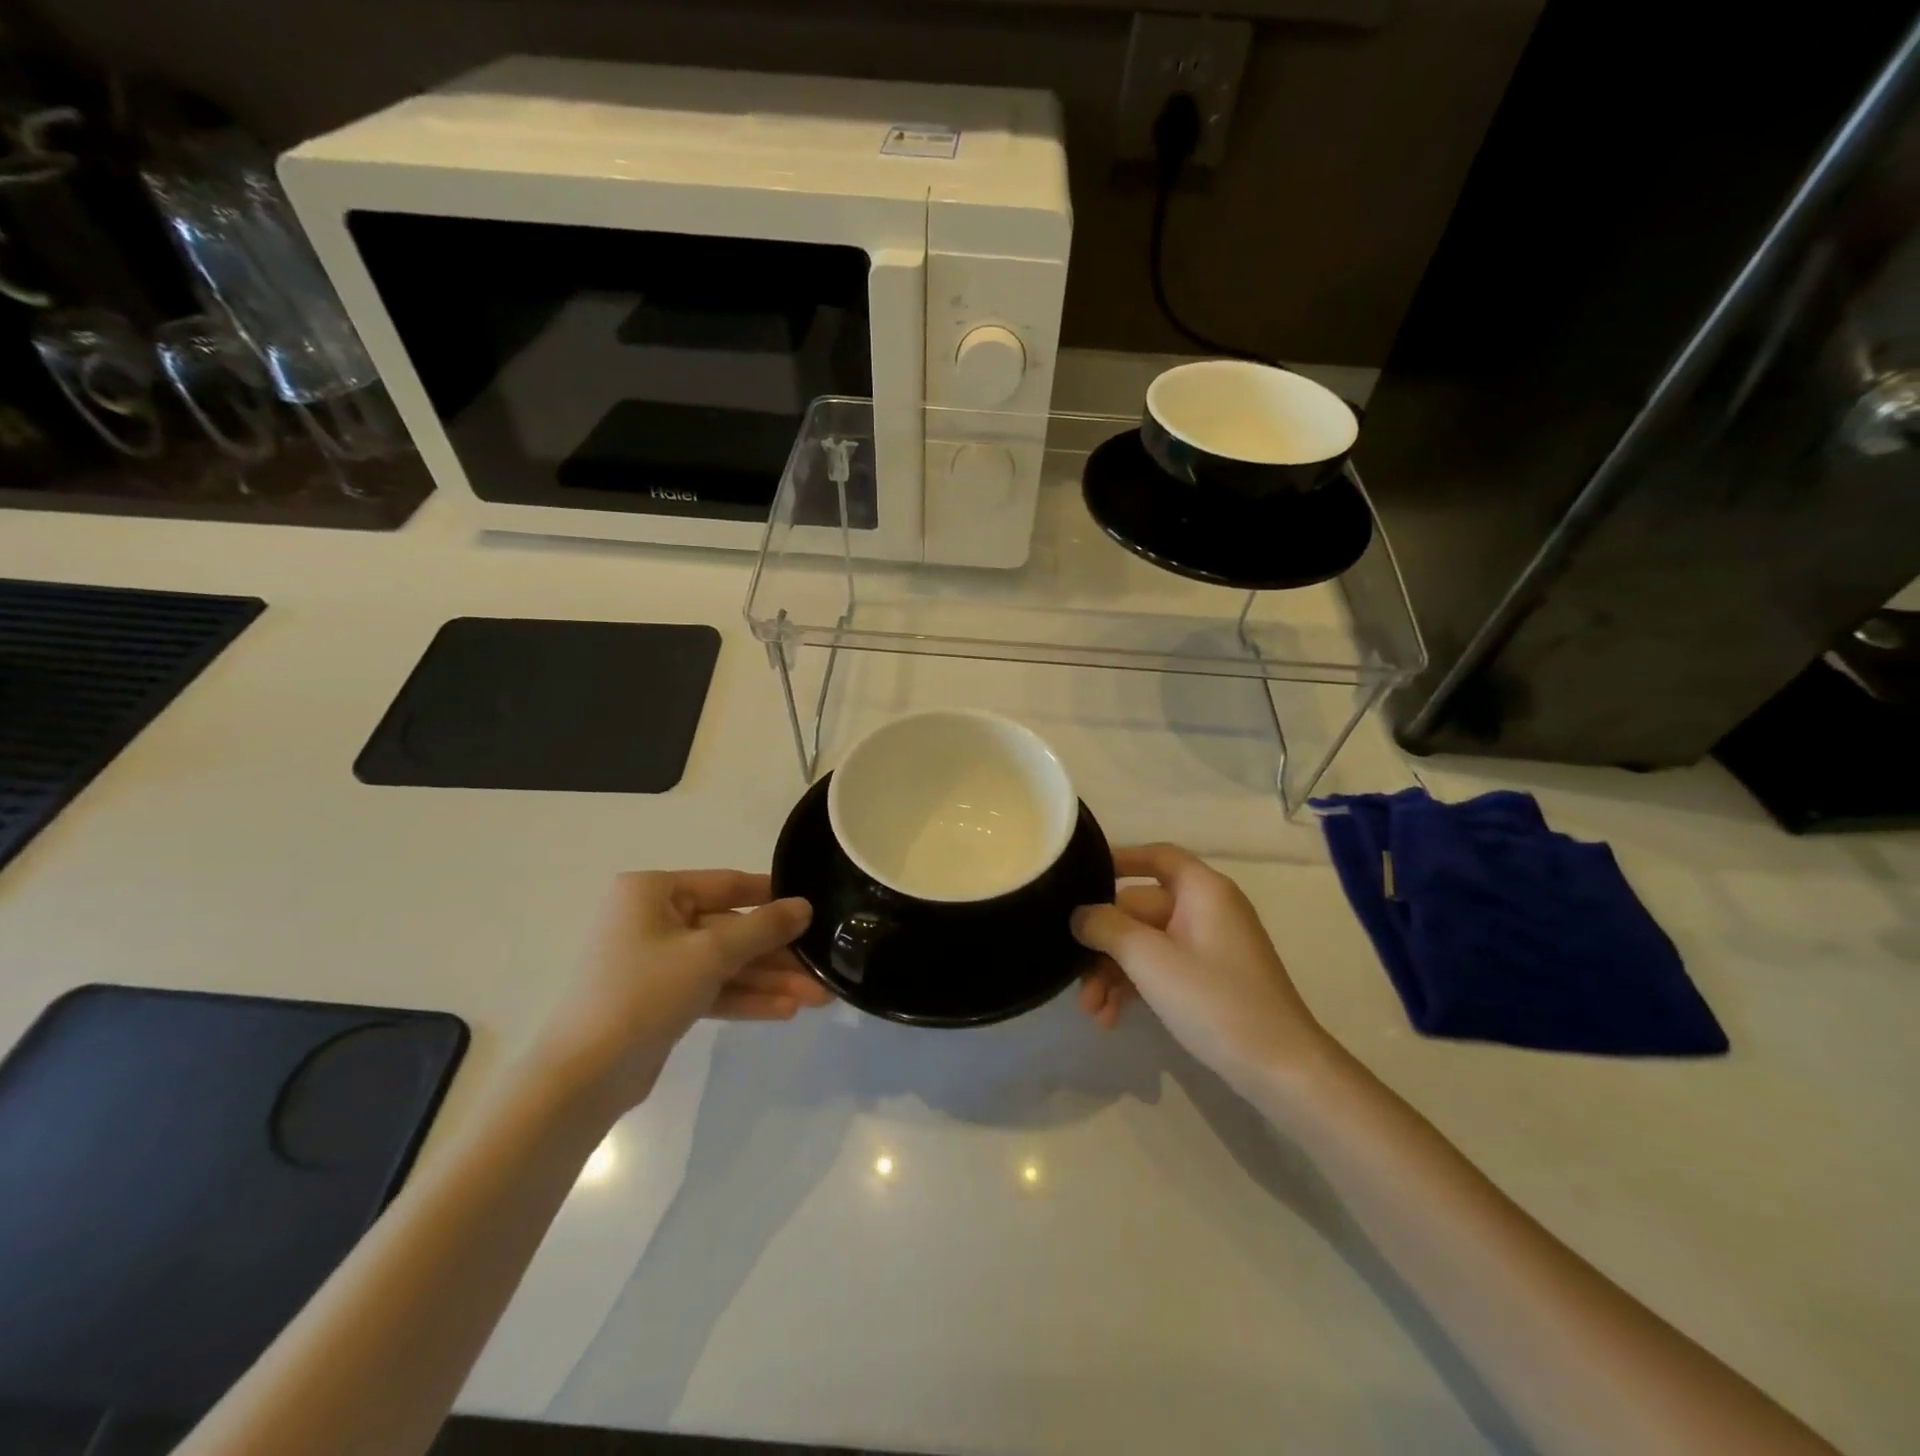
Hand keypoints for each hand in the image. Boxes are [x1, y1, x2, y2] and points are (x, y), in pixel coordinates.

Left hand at [536, 870, 826, 1113]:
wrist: (583, 1078)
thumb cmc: (644, 993)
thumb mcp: (711, 953)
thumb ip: (763, 927)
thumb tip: (805, 906)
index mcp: (652, 892)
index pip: (726, 884)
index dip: (772, 897)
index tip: (813, 908)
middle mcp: (652, 919)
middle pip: (729, 929)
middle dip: (776, 954)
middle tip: (822, 968)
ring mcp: (655, 962)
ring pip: (724, 963)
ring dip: (768, 980)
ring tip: (817, 998)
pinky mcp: (659, 1000)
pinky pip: (711, 989)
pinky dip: (745, 998)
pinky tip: (786, 1011)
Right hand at [1073, 844, 1331, 1093]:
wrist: (1282, 1070)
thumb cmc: (1215, 1001)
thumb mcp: (1150, 960)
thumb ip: (1106, 927)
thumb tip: (1079, 914)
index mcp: (1203, 890)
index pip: (1156, 857)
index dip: (1118, 860)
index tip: (1079, 877)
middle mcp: (1207, 909)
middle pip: (1140, 909)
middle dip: (1104, 944)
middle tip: (1076, 978)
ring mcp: (1210, 946)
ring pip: (1146, 943)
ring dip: (1115, 972)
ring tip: (1092, 1011)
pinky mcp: (1211, 979)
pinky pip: (1163, 967)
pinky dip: (1136, 986)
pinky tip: (1111, 1017)